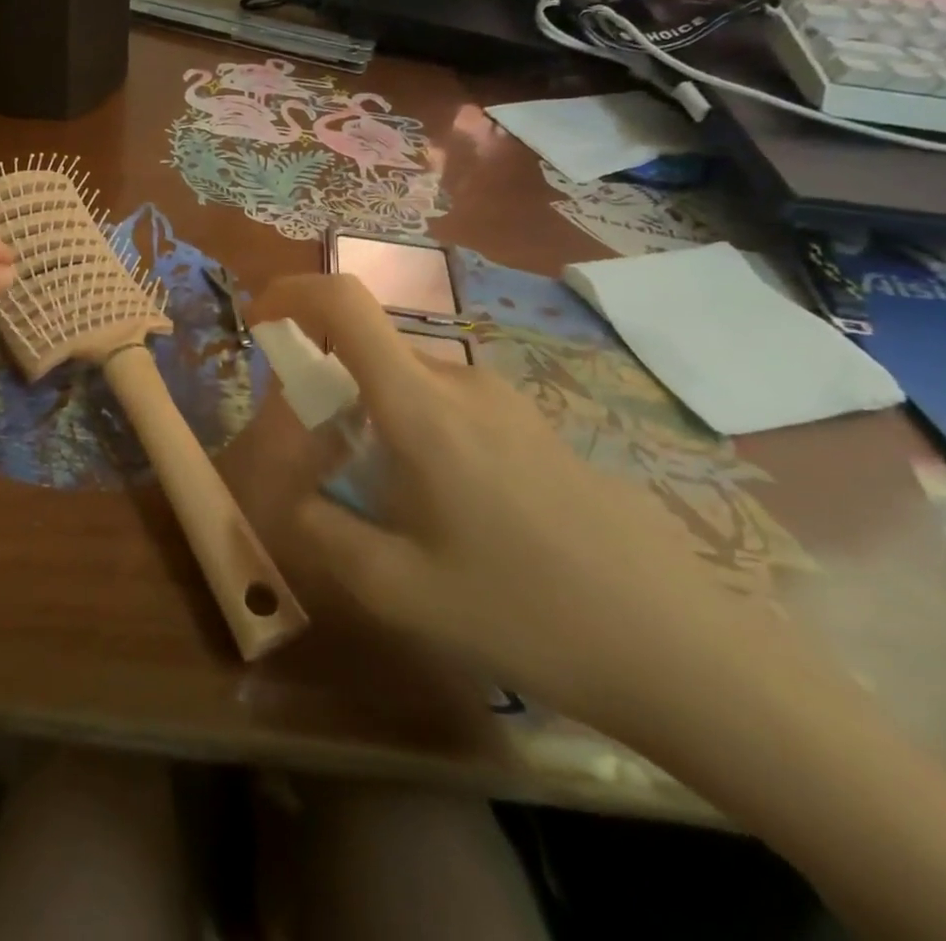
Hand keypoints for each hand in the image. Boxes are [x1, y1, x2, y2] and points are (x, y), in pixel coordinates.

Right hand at [250, 274, 766, 734]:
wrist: (685, 650)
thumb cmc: (527, 612)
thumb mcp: (398, 589)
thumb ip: (321, 532)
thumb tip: (290, 500)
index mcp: (420, 405)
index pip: (345, 303)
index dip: (290, 294)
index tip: (260, 327)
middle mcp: (461, 381)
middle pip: (368, 349)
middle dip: (323, 385)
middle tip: (316, 460)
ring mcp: (505, 401)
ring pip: (406, 381)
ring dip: (368, 414)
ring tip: (379, 499)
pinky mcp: (533, 426)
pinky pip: (446, 403)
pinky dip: (411, 428)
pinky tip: (443, 509)